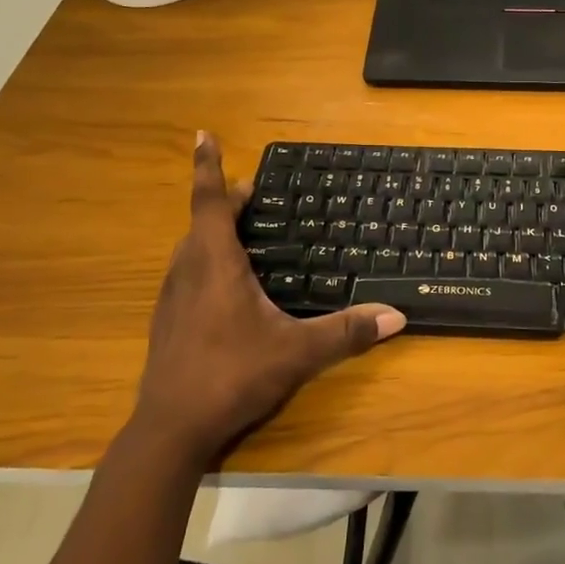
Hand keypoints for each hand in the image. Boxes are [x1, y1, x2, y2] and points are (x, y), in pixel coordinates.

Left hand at [131, 133, 405, 464]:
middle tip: (255, 194)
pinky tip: (229, 287)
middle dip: (226, 201)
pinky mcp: (168, 321)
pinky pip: (187, 273)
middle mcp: (187, 270)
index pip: (210, 201)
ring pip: (192, 248)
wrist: (170, 429)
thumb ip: (347, 332)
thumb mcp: (297, 352)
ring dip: (214, 231)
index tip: (202, 134)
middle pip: (203, 221)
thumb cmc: (231, 375)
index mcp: (214, 263)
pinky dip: (207, 260)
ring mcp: (171, 297)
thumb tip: (396, 316)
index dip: (207, 166)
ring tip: (245, 232)